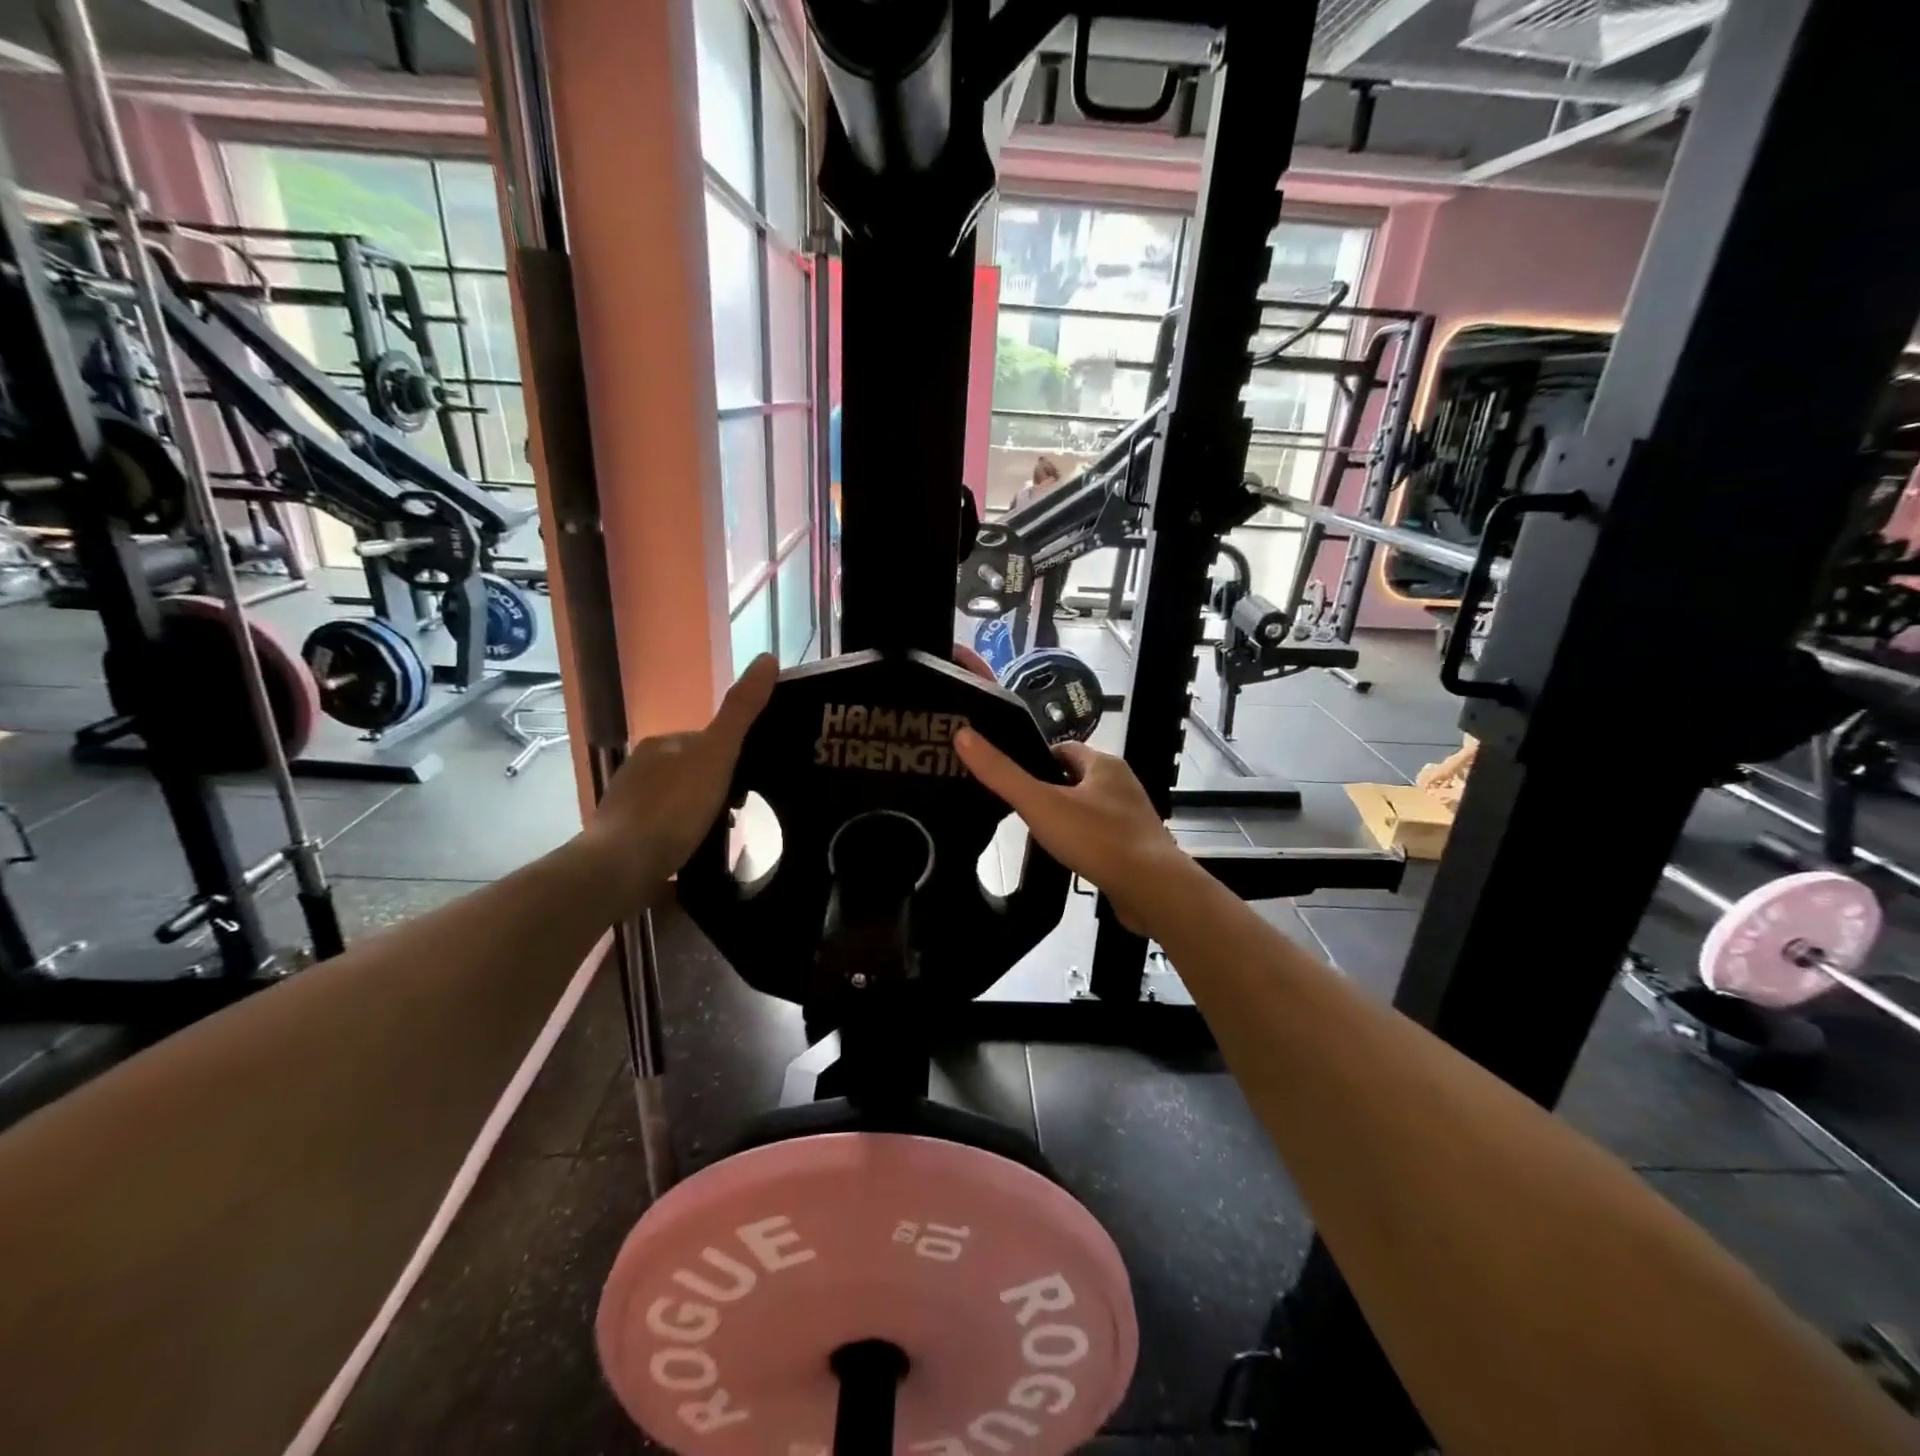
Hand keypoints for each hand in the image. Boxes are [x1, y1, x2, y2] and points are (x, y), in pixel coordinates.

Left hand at [586, 654, 777, 896]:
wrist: (620, 867)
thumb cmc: (673, 808)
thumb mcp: (717, 755)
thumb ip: (741, 712)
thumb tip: (768, 657)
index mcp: (661, 745)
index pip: (705, 741)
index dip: (732, 757)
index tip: (752, 781)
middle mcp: (639, 768)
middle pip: (691, 771)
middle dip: (715, 787)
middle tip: (741, 812)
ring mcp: (628, 805)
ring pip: (676, 802)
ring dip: (698, 814)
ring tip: (722, 836)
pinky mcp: (623, 840)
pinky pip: (663, 830)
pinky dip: (681, 837)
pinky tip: (693, 854)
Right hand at [953, 730, 1190, 935]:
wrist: (1152, 890)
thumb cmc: (1096, 838)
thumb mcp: (1040, 803)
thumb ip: (1001, 774)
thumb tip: (963, 734)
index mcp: (1103, 764)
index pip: (1062, 749)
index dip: (1034, 759)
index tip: (1010, 777)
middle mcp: (1121, 784)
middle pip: (1075, 778)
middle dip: (1049, 789)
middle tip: (1018, 808)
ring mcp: (1131, 816)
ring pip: (1088, 807)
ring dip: (1066, 816)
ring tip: (1037, 834)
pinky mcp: (1136, 846)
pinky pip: (1101, 834)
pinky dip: (1082, 840)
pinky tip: (1066, 857)